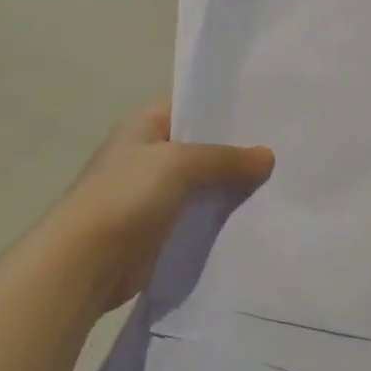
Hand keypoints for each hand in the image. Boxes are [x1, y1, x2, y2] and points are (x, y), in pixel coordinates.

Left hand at [48, 103, 273, 316]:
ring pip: (204, 184)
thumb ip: (226, 158)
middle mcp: (148, 155)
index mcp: (144, 126)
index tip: (267, 113)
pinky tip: (257, 215)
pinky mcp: (161, 229)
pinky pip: (200, 216)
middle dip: (237, 151)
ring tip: (281, 182)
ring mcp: (154, 194)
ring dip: (232, 187)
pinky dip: (222, 216)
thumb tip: (268, 157)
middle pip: (202, 147)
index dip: (225, 109)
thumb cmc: (126, 196)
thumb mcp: (180, 163)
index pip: (191, 107)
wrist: (85, 263)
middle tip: (285, 149)